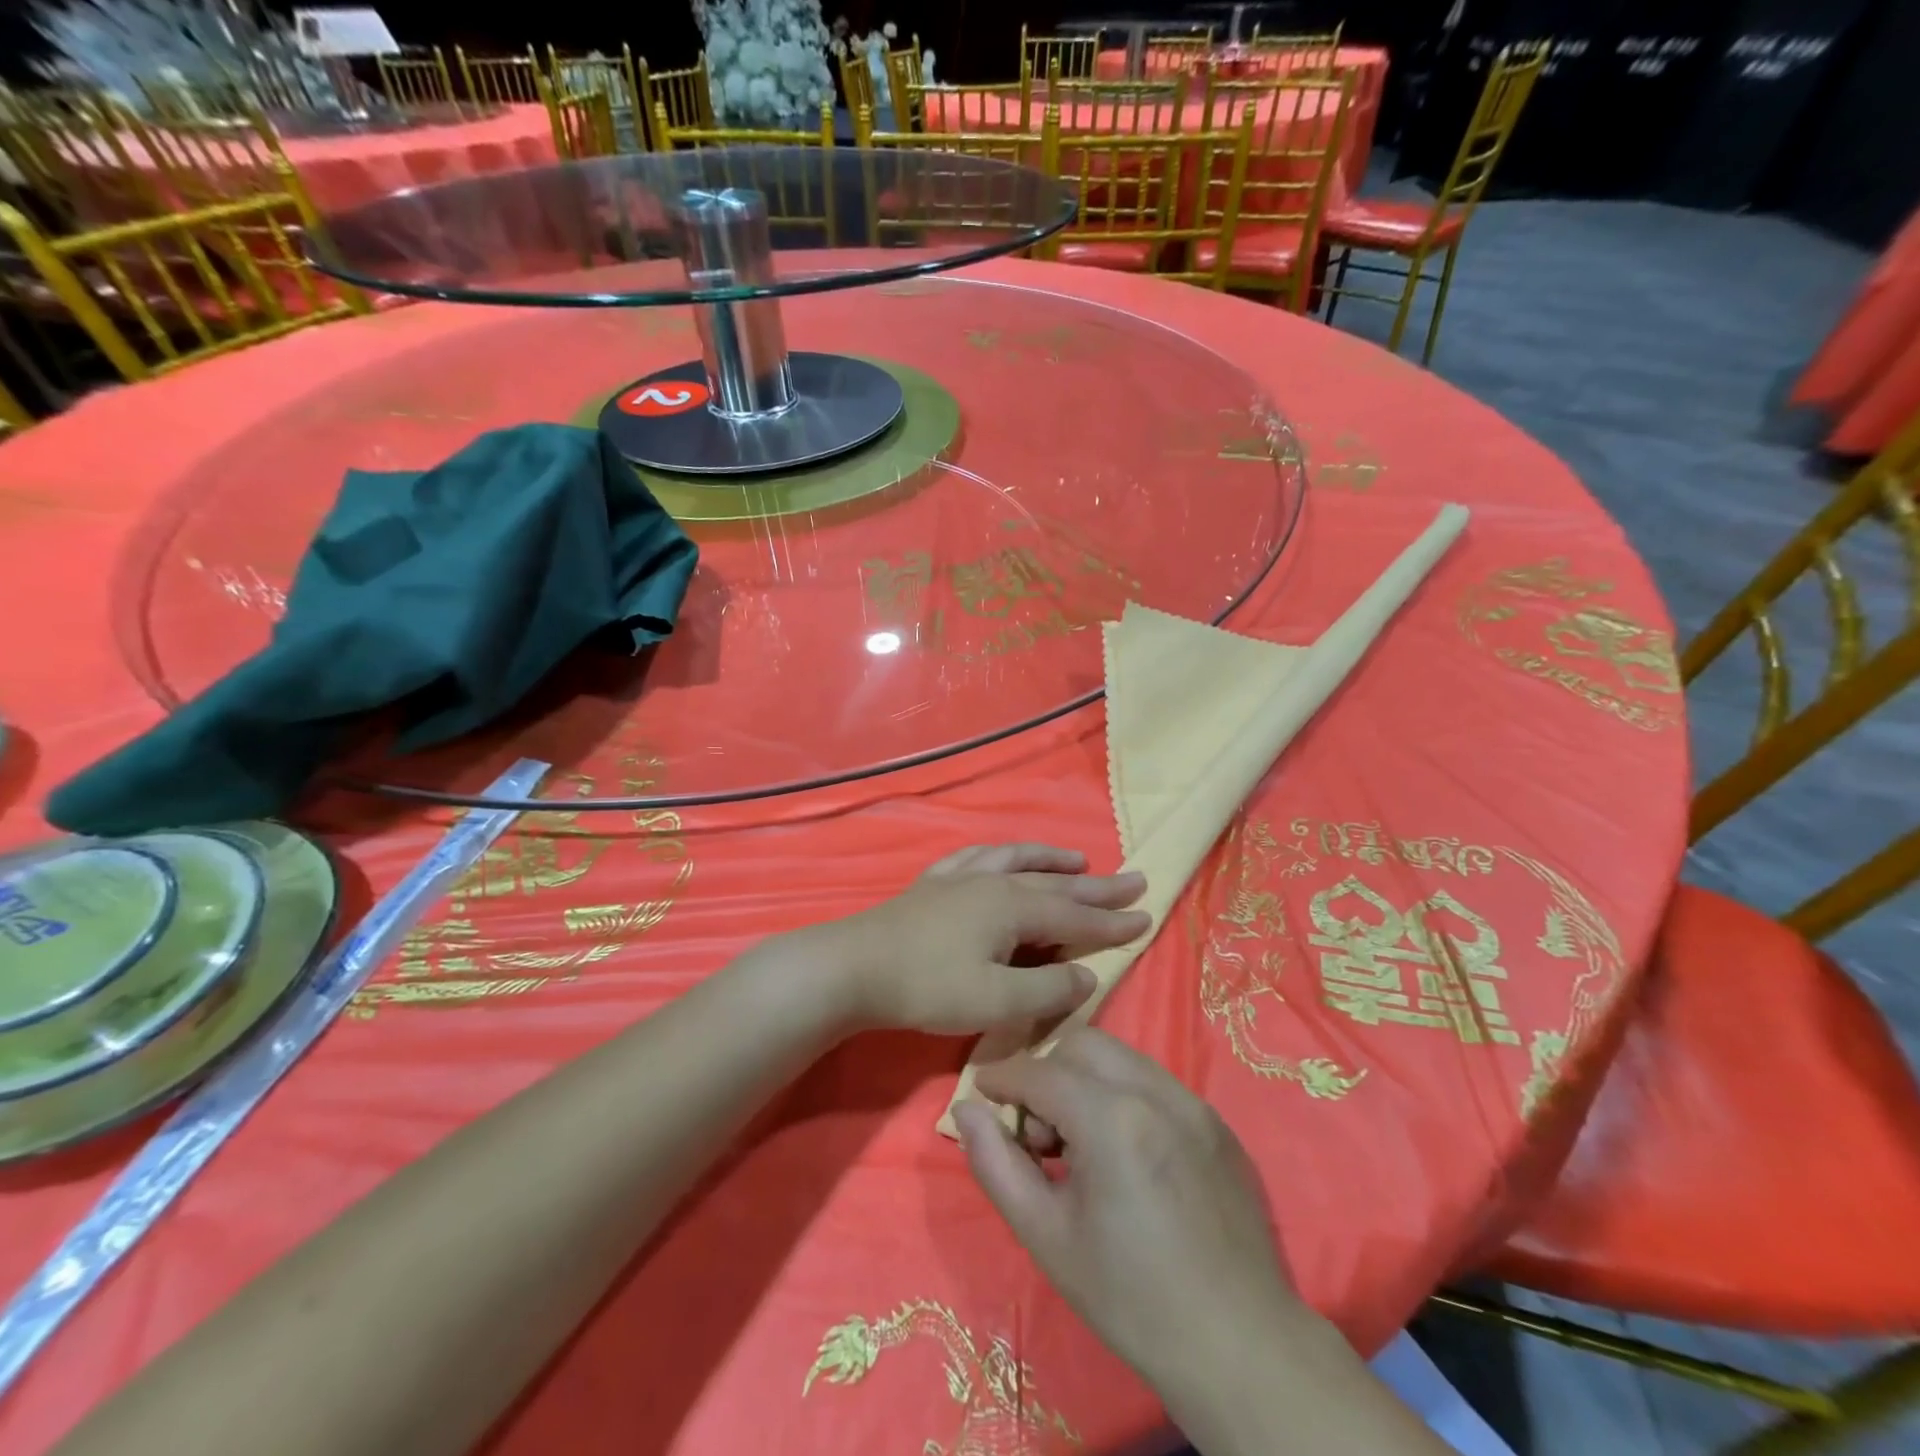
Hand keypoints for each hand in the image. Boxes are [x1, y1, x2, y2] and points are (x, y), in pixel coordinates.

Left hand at [790, 843, 1148, 1037]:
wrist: (855, 967)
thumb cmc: (928, 986)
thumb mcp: (996, 1001)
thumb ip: (1048, 991)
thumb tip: (1087, 975)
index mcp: (1013, 907)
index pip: (1076, 914)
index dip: (1112, 920)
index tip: (1147, 915)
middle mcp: (993, 882)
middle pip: (1055, 882)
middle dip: (1096, 885)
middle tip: (1133, 878)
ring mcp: (961, 878)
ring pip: (1018, 861)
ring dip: (1051, 860)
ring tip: (1077, 858)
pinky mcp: (934, 883)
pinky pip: (978, 857)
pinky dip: (1001, 854)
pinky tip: (999, 856)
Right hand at [953, 1029, 1305, 1394]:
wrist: (1240, 1346)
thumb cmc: (1130, 1298)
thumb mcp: (1046, 1236)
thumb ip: (997, 1164)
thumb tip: (967, 1111)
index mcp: (1112, 1119)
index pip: (1039, 1072)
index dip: (1002, 1078)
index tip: (982, 1093)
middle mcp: (1155, 1092)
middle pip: (1081, 1045)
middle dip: (1047, 1072)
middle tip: (1038, 1131)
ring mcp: (1193, 1103)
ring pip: (1121, 1057)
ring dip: (1086, 1080)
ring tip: (1081, 1143)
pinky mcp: (1216, 1122)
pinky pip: (1155, 1082)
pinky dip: (1124, 1094)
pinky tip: (1125, 1152)